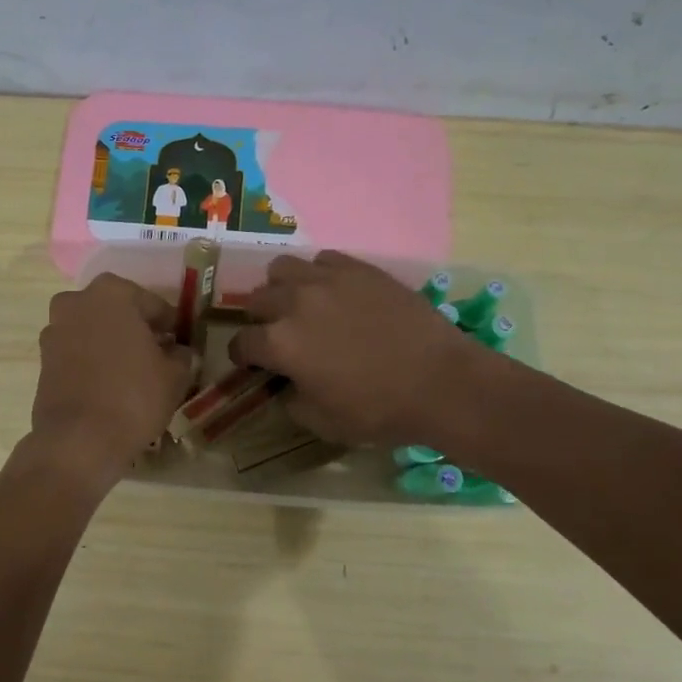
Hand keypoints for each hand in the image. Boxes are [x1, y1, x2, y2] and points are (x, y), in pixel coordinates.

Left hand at [30, 274, 194, 485]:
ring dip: (112, 345)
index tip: (180, 344)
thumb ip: (181, 354)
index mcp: (112, 293)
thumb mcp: (174, 375)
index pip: (154, 305)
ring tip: (133, 374)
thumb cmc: (134, 397)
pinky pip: (77, 352)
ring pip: (94, 331)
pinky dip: (93, 362)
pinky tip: (110, 385)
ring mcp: (54, 330)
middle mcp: (77, 302)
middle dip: (137, 330)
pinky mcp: (42, 360)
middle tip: (157, 357)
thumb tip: (178, 351)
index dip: (170, 326)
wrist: (79, 440)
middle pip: (118, 313)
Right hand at [227, 251, 483, 447]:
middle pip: (257, 300)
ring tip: (300, 304)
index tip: (251, 363)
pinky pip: (322, 260)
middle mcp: (294, 303)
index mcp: (280, 344)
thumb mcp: (322, 422)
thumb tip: (286, 385)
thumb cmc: (378, 410)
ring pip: (282, 268)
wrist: (440, 381)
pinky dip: (318, 275)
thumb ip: (291, 401)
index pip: (242, 343)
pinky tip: (333, 292)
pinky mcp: (359, 269)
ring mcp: (327, 280)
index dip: (243, 356)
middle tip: (278, 334)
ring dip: (282, 288)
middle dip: (260, 319)